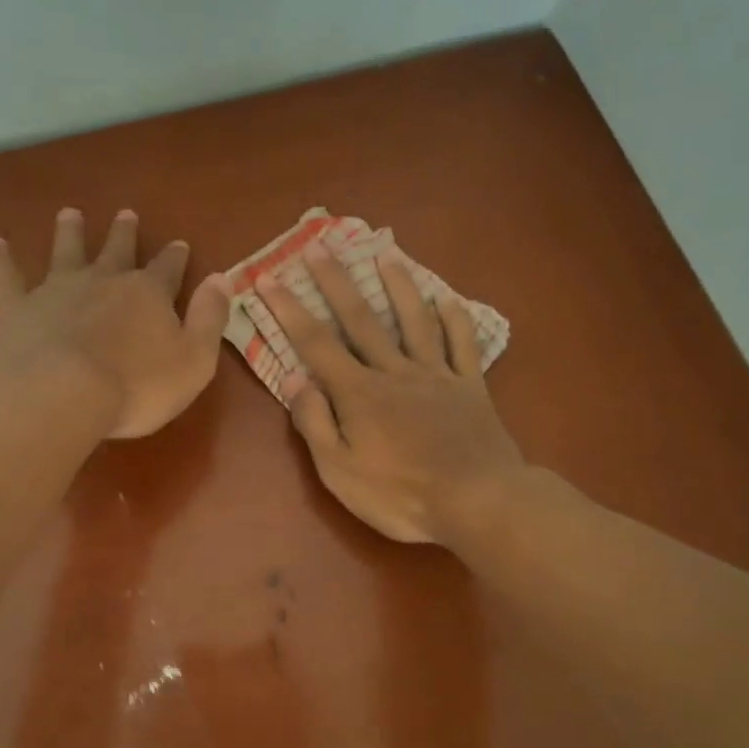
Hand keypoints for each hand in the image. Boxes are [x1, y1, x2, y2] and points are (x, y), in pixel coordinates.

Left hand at [0, 208, 230, 438]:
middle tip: (126, 214)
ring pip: (66, 251)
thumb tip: (222, 278)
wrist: (63, 393)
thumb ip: (210, 318)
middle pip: (117, 250)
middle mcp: (104, 280)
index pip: (168, 268)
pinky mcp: (20, 308)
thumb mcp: (194, 360)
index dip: (175, 257)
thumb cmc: (137, 386)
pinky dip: (2, 260)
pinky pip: (9, 277)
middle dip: (124, 233)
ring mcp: (59, 290)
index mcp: (148, 294)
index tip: (179, 243)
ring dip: (69, 232)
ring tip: (69, 213)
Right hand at [258, 243, 523, 542]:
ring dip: (398, 285)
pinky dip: (454, 318)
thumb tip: (294, 378)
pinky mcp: (471, 387)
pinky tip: (446, 298)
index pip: (315, 344)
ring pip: (414, 320)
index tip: (269, 278)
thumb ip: (315, 422)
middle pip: (361, 319)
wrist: (478, 502)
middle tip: (319, 245)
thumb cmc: (401, 495)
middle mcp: (395, 371)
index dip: (289, 310)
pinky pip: (462, 344)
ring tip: (386, 253)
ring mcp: (437, 375)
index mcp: (359, 393)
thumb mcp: (340, 471)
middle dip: (336, 282)